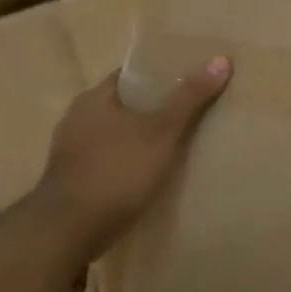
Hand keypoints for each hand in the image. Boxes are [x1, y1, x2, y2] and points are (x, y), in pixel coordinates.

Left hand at [37, 57, 232, 233]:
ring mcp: (72, 152)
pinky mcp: (74, 180)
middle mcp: (77, 119)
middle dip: (156, 109)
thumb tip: (221, 59)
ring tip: (178, 145)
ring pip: (118, 135)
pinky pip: (111, 160)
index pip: (132, 75)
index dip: (162, 75)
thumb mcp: (162, 132)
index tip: (192, 80)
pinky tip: (151, 174)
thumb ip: (190, 97)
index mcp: (94, 98)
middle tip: (193, 113)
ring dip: (143, 138)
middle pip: (126, 105)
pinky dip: (130, 162)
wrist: (69, 232)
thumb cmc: (117, 171)